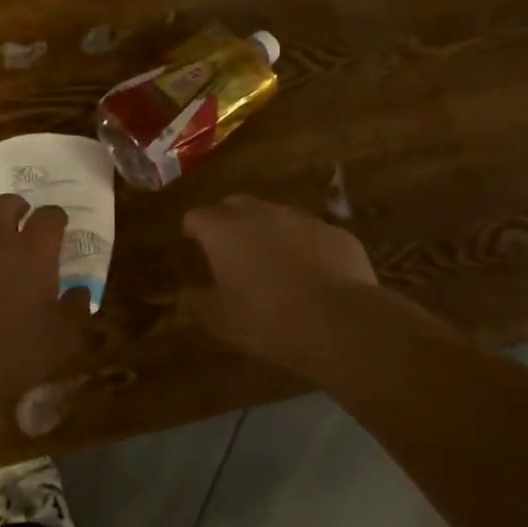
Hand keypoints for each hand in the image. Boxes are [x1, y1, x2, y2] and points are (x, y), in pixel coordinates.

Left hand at [0, 195, 92, 415]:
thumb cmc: (14, 351)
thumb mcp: (61, 339)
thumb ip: (75, 310)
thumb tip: (81, 292)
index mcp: (33, 252)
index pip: (49, 216)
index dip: (56, 218)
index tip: (59, 225)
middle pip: (4, 204)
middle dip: (15, 207)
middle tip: (21, 221)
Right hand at [182, 195, 381, 378]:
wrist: (341, 322)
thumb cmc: (268, 321)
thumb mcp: (221, 321)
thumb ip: (197, 303)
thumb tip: (186, 295)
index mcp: (223, 231)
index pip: (196, 217)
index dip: (192, 230)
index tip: (192, 244)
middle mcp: (260, 213)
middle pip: (235, 204)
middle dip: (228, 221)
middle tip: (230, 249)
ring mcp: (300, 218)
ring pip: (275, 215)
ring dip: (268, 231)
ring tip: (273, 262)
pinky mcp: (335, 232)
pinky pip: (310, 233)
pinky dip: (304, 246)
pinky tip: (312, 274)